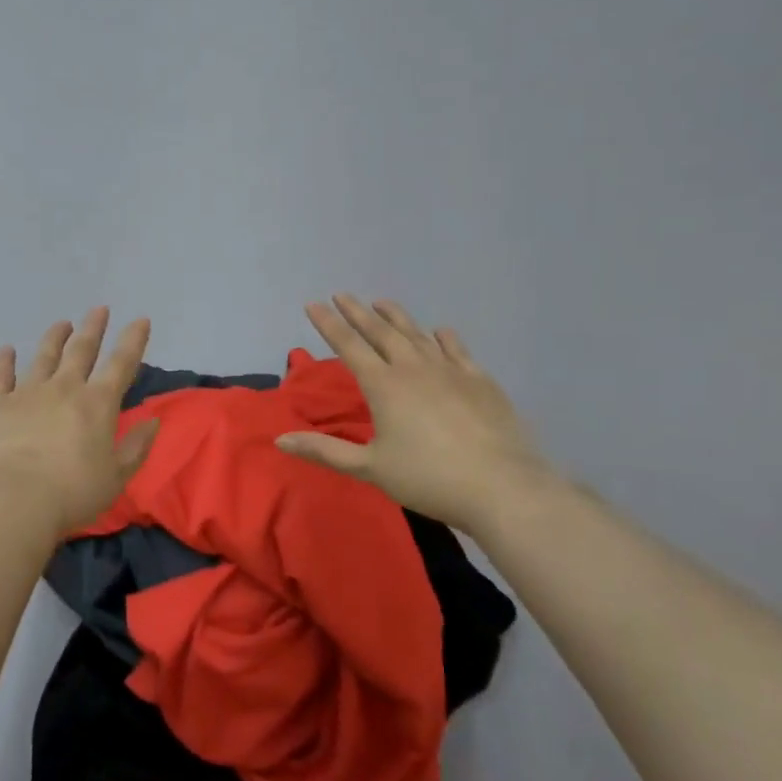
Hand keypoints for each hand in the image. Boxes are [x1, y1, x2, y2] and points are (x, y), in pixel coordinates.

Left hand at [0, 307, 159, 534]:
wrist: (15, 498)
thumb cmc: (73, 492)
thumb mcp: (117, 476)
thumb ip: (136, 446)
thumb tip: (152, 421)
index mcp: (98, 404)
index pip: (121, 364)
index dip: (133, 340)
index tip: (140, 320)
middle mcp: (64, 388)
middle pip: (81, 349)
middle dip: (93, 327)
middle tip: (99, 309)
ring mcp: (28, 392)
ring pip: (44, 356)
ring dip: (55, 337)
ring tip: (62, 323)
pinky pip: (0, 376)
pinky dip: (3, 361)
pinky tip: (6, 350)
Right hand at [277, 295, 558, 534]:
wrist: (502, 486)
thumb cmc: (428, 478)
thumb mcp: (370, 468)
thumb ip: (325, 451)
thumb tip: (279, 440)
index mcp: (383, 386)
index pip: (349, 345)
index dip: (329, 324)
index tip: (314, 303)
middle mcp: (413, 367)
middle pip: (381, 331)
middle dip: (358, 312)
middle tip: (343, 294)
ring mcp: (450, 370)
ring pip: (417, 334)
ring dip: (397, 317)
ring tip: (382, 303)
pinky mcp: (480, 380)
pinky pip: (456, 349)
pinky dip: (443, 337)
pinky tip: (440, 331)